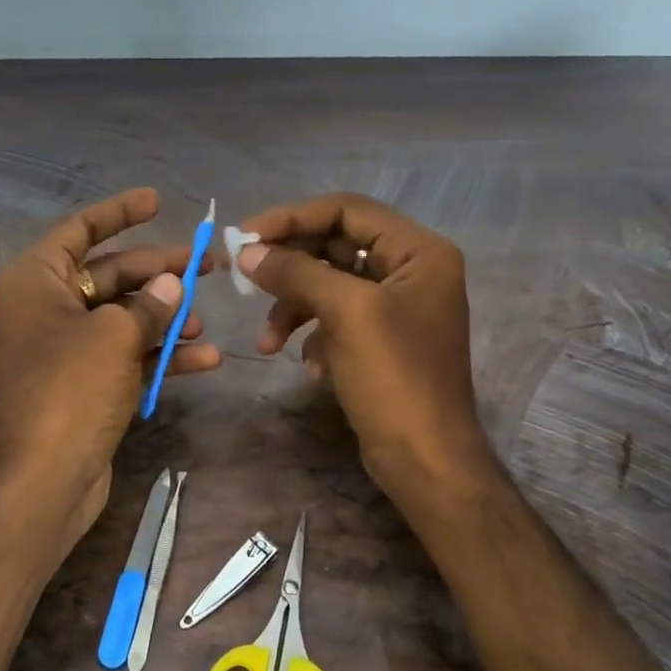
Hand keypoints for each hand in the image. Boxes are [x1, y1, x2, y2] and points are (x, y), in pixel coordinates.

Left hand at [0, 188, 221, 553]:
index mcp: (35, 280)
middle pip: (109, 274)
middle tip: (207, 266)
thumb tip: (170, 287)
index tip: (158, 201)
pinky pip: (125, 356)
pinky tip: (204, 359)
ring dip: (164, 318)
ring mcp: (65, 349)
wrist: (43, 480)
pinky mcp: (83, 385)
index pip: (80, 229)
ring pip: (122, 318)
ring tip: (204, 318)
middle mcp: (45, 308)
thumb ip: (148, 305)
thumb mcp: (114, 336)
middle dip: (158, 272)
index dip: (119, 212)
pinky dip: (159, 356)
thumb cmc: (70, 390)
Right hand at [236, 193, 494, 512]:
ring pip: (329, 284)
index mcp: (419, 251)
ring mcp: (397, 307)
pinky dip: (313, 335)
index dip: (293, 218)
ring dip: (293, 307)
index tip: (246, 236)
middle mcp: (412, 270)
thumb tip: (247, 251)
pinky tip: (307, 365)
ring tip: (267, 342)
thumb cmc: (393, 378)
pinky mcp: (382, 339)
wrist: (426, 461)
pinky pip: (336, 318)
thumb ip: (296, 272)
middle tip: (244, 278)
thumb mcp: (344, 313)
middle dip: (289, 266)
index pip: (347, 209)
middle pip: (335, 245)